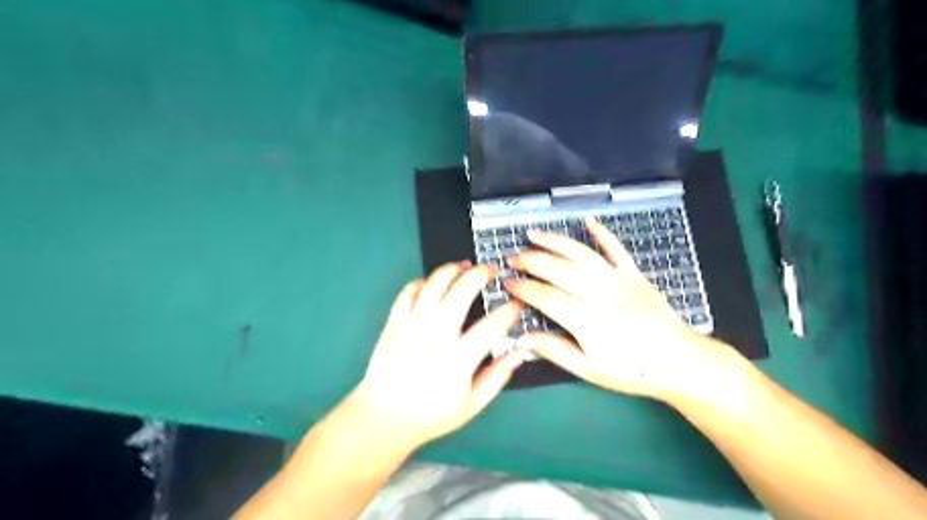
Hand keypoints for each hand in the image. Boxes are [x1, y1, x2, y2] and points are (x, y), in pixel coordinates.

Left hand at [345, 263, 523, 448]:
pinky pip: (409, 291)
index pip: (492, 325)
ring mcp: (411, 325)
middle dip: (481, 274)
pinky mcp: (394, 322)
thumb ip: (497, 377)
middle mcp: (435, 336)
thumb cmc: (430, 415)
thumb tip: (521, 352)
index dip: (511, 310)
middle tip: (493, 270)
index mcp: (457, 359)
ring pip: (434, 283)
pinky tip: (434, 282)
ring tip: (466, 265)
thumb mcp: (471, 405)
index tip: (519, 302)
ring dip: (453, 269)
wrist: (382, 418)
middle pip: (461, 291)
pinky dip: (424, 281)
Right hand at [506, 215, 723, 401]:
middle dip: (531, 261)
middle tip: (513, 258)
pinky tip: (588, 221)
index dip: (522, 288)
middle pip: (558, 269)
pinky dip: (602, 233)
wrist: (680, 362)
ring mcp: (618, 281)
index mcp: (586, 320)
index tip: (507, 283)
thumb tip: (523, 339)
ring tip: (534, 234)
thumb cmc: (632, 371)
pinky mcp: (634, 275)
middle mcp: (600, 294)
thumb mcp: (589, 370)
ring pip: (581, 254)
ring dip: (555, 241)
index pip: (545, 297)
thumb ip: (555, 351)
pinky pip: (617, 249)